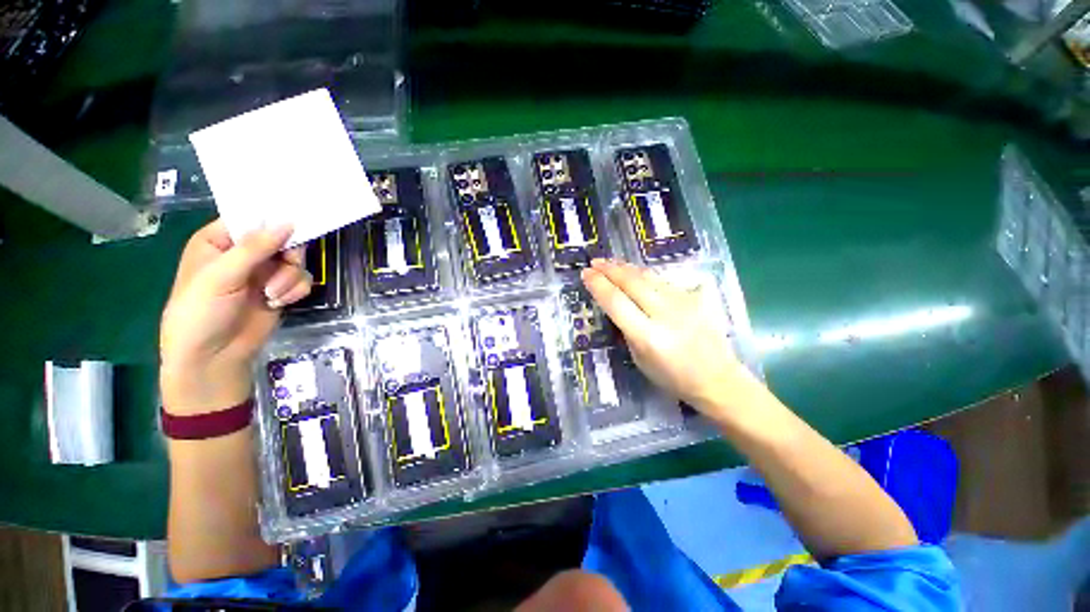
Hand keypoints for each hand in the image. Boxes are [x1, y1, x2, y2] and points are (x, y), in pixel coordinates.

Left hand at [160, 220, 311, 414]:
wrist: (214, 357)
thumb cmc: (202, 312)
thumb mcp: (222, 275)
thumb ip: (255, 247)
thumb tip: (288, 221)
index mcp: (219, 241)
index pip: (250, 218)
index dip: (272, 219)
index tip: (295, 221)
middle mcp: (243, 254)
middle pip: (281, 238)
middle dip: (287, 254)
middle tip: (287, 262)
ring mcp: (264, 273)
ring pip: (296, 261)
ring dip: (290, 277)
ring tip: (273, 295)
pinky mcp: (280, 290)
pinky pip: (302, 280)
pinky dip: (295, 290)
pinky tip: (279, 302)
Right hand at [581, 258, 759, 420]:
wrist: (718, 378)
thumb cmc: (673, 377)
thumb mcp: (639, 359)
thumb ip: (626, 330)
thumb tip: (616, 305)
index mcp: (648, 336)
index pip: (616, 302)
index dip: (598, 285)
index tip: (585, 274)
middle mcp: (665, 314)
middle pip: (631, 282)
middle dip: (609, 269)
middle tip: (594, 262)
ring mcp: (683, 302)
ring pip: (648, 277)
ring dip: (625, 268)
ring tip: (609, 263)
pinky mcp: (696, 297)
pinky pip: (663, 281)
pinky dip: (645, 275)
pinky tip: (635, 274)